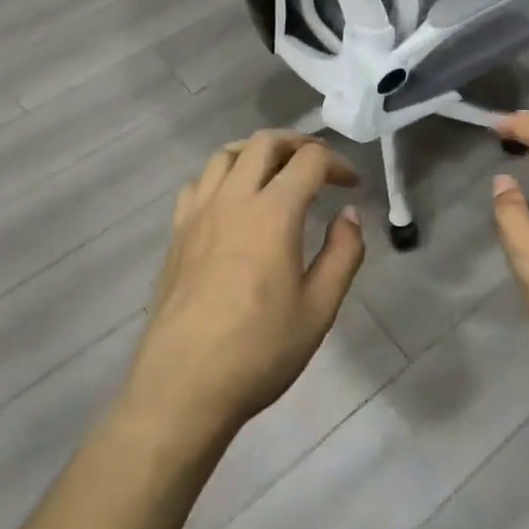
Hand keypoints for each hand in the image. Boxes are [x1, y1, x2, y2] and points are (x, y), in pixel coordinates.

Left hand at [123, 130, 364, 444]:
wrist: (184, 385)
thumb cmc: (259, 350)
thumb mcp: (319, 309)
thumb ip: (343, 254)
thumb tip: (350, 214)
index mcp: (273, 213)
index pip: (309, 161)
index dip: (337, 163)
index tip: (352, 185)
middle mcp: (234, 199)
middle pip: (264, 142)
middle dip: (297, 143)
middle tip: (318, 165)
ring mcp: (199, 213)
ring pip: (226, 154)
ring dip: (257, 152)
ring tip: (276, 173)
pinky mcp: (177, 232)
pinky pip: (199, 183)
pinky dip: (222, 176)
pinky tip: (232, 201)